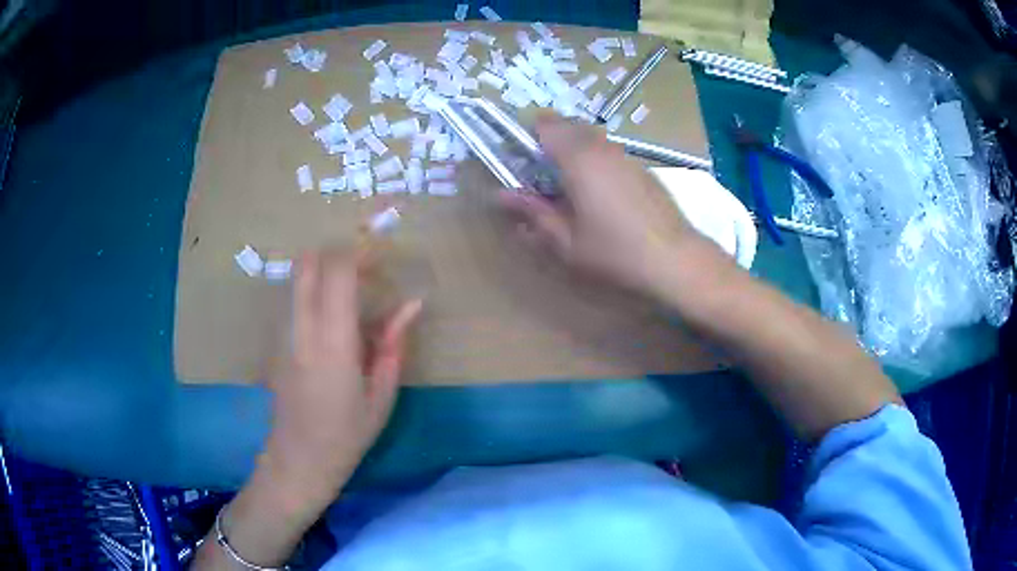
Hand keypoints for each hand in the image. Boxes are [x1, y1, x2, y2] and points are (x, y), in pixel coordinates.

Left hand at [262, 249, 421, 501]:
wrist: (299, 458)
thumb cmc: (347, 433)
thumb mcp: (381, 394)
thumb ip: (394, 344)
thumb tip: (411, 305)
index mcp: (333, 341)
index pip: (337, 271)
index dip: (359, 255)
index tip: (379, 261)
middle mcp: (302, 328)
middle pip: (308, 263)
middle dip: (335, 255)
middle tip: (362, 272)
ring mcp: (283, 333)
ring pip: (297, 279)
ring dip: (323, 274)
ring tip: (349, 298)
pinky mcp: (276, 341)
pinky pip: (294, 301)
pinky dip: (313, 295)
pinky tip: (330, 324)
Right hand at [500, 114, 704, 297]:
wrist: (675, 259)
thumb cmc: (615, 253)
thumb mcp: (566, 241)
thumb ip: (533, 213)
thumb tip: (501, 195)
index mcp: (578, 158)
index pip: (545, 125)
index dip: (527, 134)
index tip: (520, 158)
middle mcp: (602, 147)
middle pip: (568, 125)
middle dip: (549, 139)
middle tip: (541, 172)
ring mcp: (626, 154)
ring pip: (591, 136)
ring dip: (573, 148)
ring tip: (569, 184)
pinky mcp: (642, 167)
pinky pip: (609, 150)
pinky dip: (596, 159)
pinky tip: (600, 193)